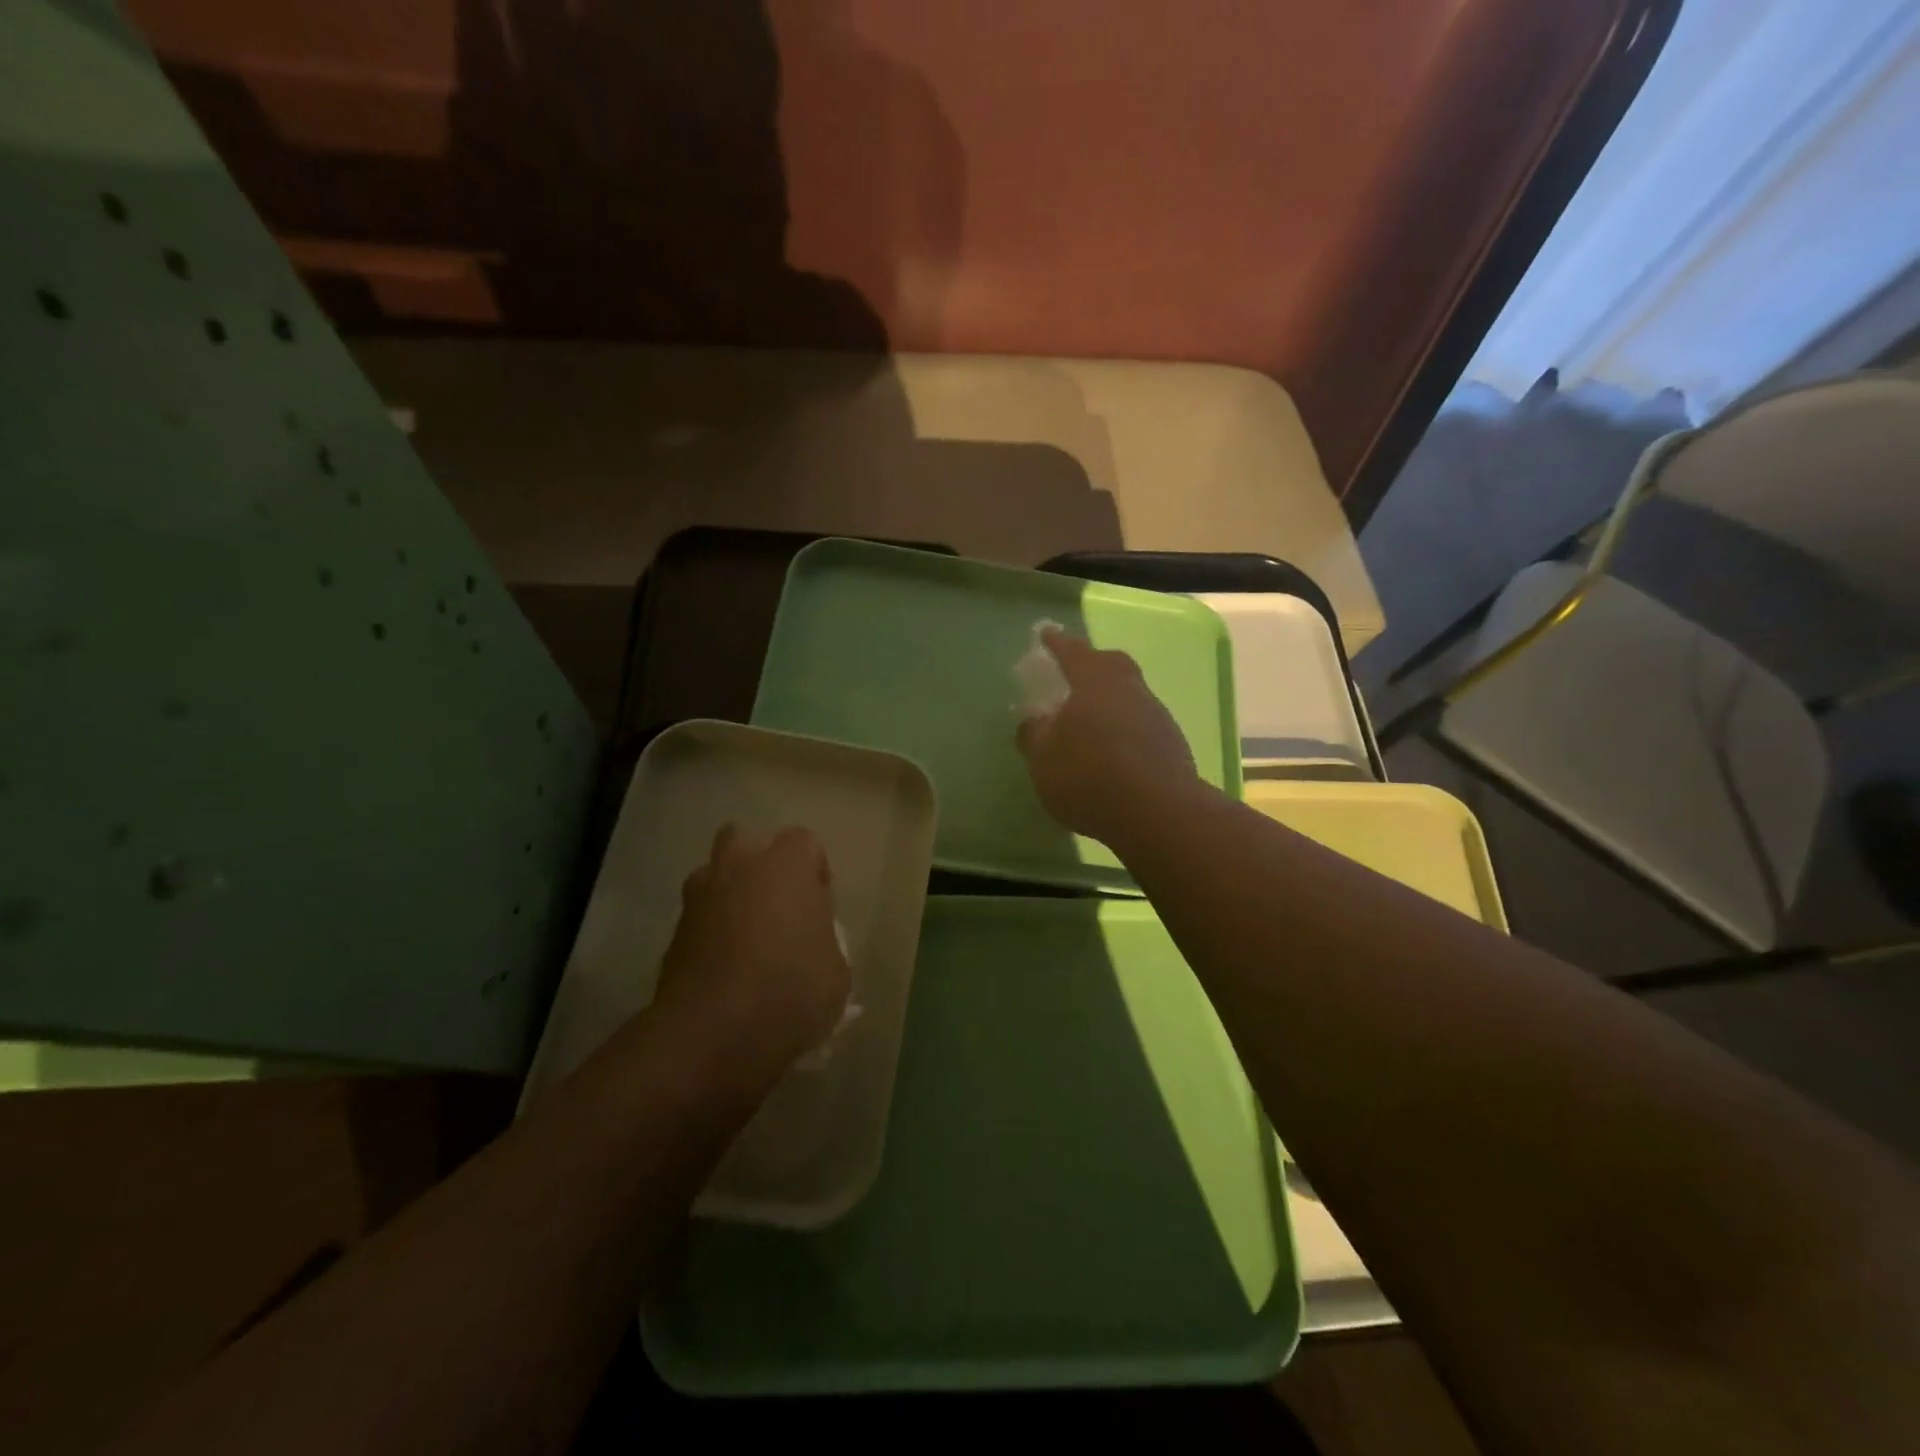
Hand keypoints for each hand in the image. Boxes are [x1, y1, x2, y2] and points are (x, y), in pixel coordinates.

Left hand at [651, 825, 851, 1084]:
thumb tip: (810, 945)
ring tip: (746, 936)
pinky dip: (710, 932)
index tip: (819, 907)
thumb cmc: (789, 992)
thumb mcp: (836, 974)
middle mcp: (738, 867)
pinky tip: (724, 967)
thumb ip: (825, 943)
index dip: (814, 872)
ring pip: (713, 875)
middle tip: (776, 906)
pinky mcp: (673, 933)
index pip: (804, 843)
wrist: (712, 1034)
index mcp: (785, 866)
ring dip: (728, 894)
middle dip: (758, 865)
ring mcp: (698, 898)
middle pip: (744, 840)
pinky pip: (698, 917)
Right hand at [1015, 627, 1201, 845]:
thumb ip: (1033, 735)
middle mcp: (1129, 689)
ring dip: (1109, 699)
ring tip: (1089, 718)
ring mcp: (1155, 715)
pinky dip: (1123, 727)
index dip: (1057, 643)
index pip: (1072, 651)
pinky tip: (1112, 748)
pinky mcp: (1171, 743)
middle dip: (1091, 663)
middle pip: (1110, 664)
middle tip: (1074, 671)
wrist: (1158, 813)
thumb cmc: (1089, 776)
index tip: (1046, 633)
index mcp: (1094, 681)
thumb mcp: (1043, 759)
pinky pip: (1140, 723)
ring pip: (1129, 694)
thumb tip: (1032, 720)